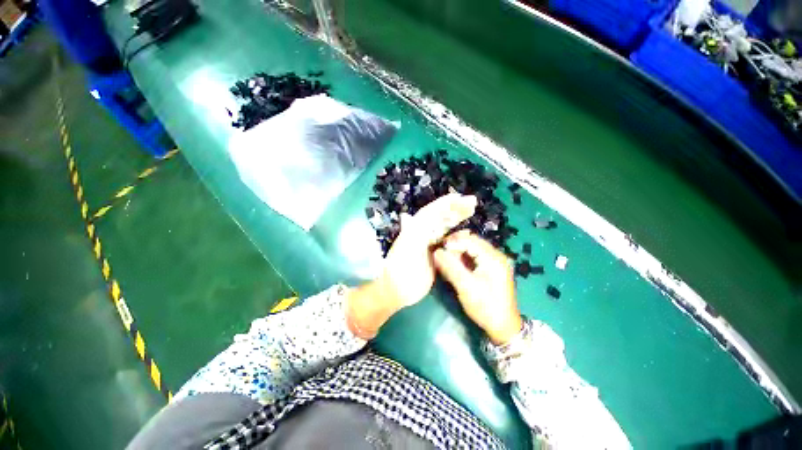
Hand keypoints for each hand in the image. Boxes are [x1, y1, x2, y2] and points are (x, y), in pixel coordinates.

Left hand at [347, 193, 476, 338]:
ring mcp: (428, 243)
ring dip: (456, 218)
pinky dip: (457, 235)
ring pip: (444, 227)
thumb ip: (410, 233)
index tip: (460, 197)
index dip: (445, 203)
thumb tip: (406, 216)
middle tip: (472, 202)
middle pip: (439, 217)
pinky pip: (446, 241)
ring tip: (470, 211)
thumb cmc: (401, 268)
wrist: (398, 289)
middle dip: (454, 208)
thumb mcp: (405, 249)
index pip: (431, 212)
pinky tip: (466, 232)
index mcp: (415, 229)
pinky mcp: (433, 254)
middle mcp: (421, 233)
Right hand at [433, 230, 522, 344]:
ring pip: (473, 248)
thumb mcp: (466, 287)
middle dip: (455, 245)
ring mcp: (495, 261)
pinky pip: (475, 256)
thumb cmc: (485, 307)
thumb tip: (436, 252)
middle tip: (441, 255)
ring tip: (447, 261)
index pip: (470, 240)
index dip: (452, 242)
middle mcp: (496, 255)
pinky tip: (456, 265)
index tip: (438, 249)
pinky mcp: (492, 267)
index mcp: (493, 258)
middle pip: (472, 241)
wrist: (503, 327)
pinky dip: (464, 258)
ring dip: (458, 251)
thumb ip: (450, 267)